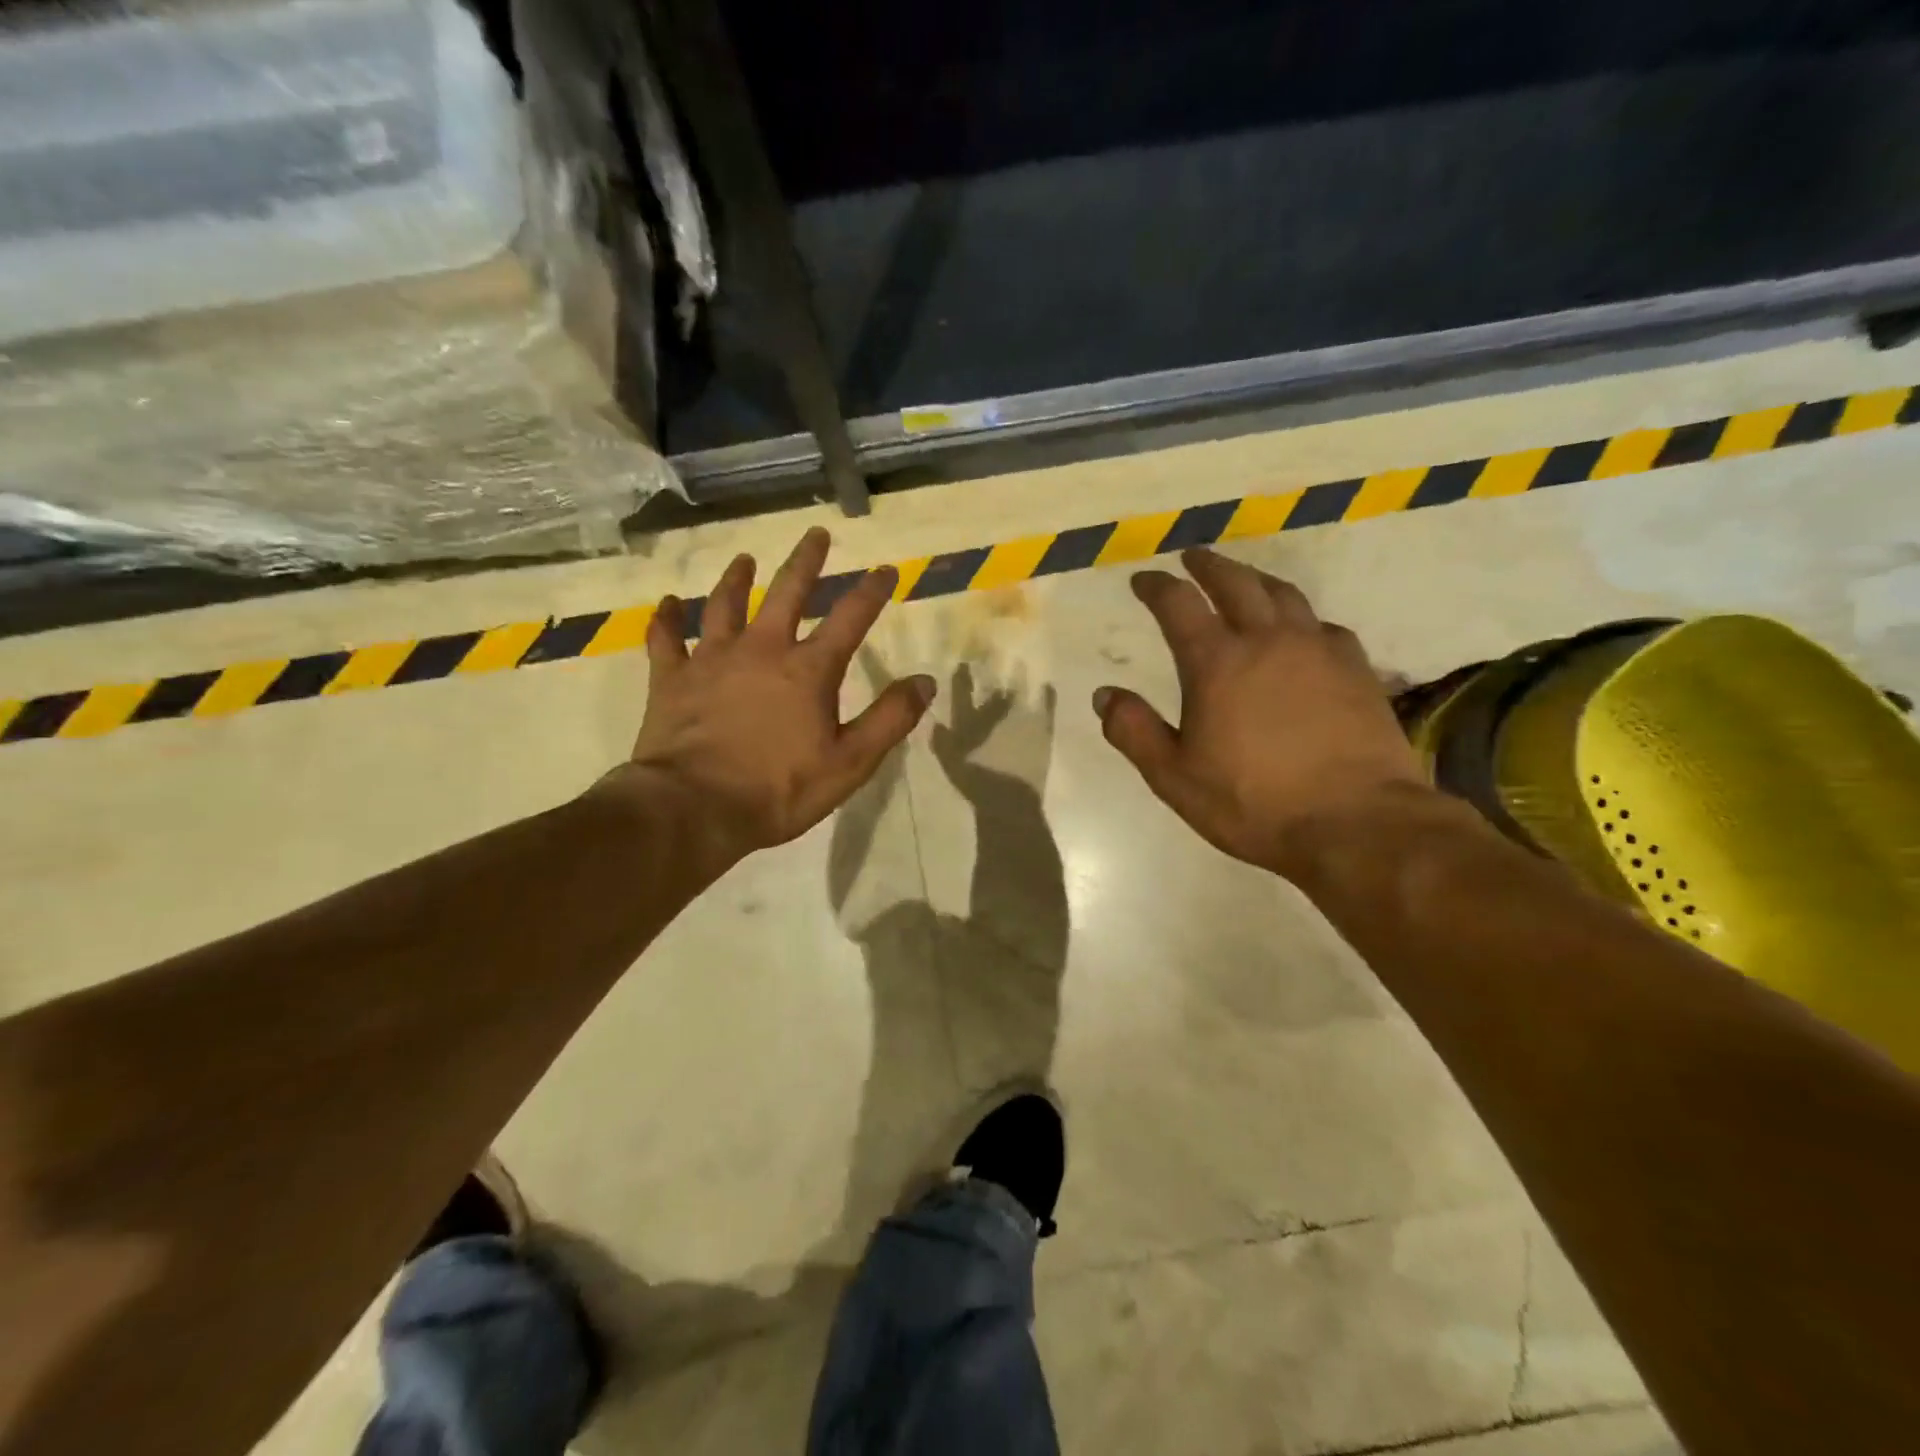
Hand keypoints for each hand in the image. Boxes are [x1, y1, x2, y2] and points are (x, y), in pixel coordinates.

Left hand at [605, 528, 935, 867]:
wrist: (695, 809)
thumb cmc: (779, 789)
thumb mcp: (851, 762)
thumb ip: (890, 719)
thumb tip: (925, 681)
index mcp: (808, 669)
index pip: (850, 618)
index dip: (872, 591)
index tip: (886, 569)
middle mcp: (761, 649)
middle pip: (787, 593)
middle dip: (806, 562)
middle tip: (816, 534)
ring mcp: (711, 659)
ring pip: (724, 605)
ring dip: (737, 579)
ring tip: (744, 559)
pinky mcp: (671, 678)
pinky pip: (665, 639)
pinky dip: (666, 619)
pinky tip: (667, 604)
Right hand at [1095, 549, 1426, 876]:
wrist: (1355, 822)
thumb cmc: (1253, 802)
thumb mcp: (1174, 776)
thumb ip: (1134, 731)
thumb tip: (1104, 694)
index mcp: (1216, 663)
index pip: (1179, 605)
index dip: (1157, 587)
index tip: (1143, 579)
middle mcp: (1267, 641)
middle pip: (1235, 583)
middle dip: (1209, 566)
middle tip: (1193, 557)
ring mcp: (1318, 650)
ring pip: (1284, 595)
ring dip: (1256, 579)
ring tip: (1244, 578)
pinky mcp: (1356, 668)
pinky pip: (1323, 625)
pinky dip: (1301, 618)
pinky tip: (1302, 630)